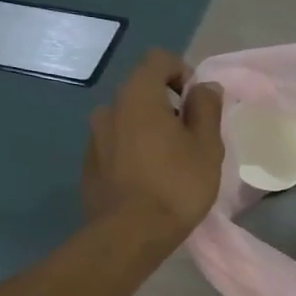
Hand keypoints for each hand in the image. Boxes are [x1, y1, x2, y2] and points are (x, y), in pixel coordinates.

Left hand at [81, 49, 224, 253]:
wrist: (129, 235)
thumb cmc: (176, 185)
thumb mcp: (206, 145)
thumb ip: (206, 108)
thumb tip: (204, 87)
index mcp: (137, 96)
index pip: (159, 60)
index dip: (183, 73)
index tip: (199, 104)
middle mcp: (109, 108)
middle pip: (142, 91)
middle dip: (168, 105)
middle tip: (191, 137)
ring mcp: (94, 137)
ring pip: (128, 120)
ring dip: (149, 130)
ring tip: (170, 161)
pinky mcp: (89, 165)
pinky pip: (117, 145)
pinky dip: (134, 151)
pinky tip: (149, 180)